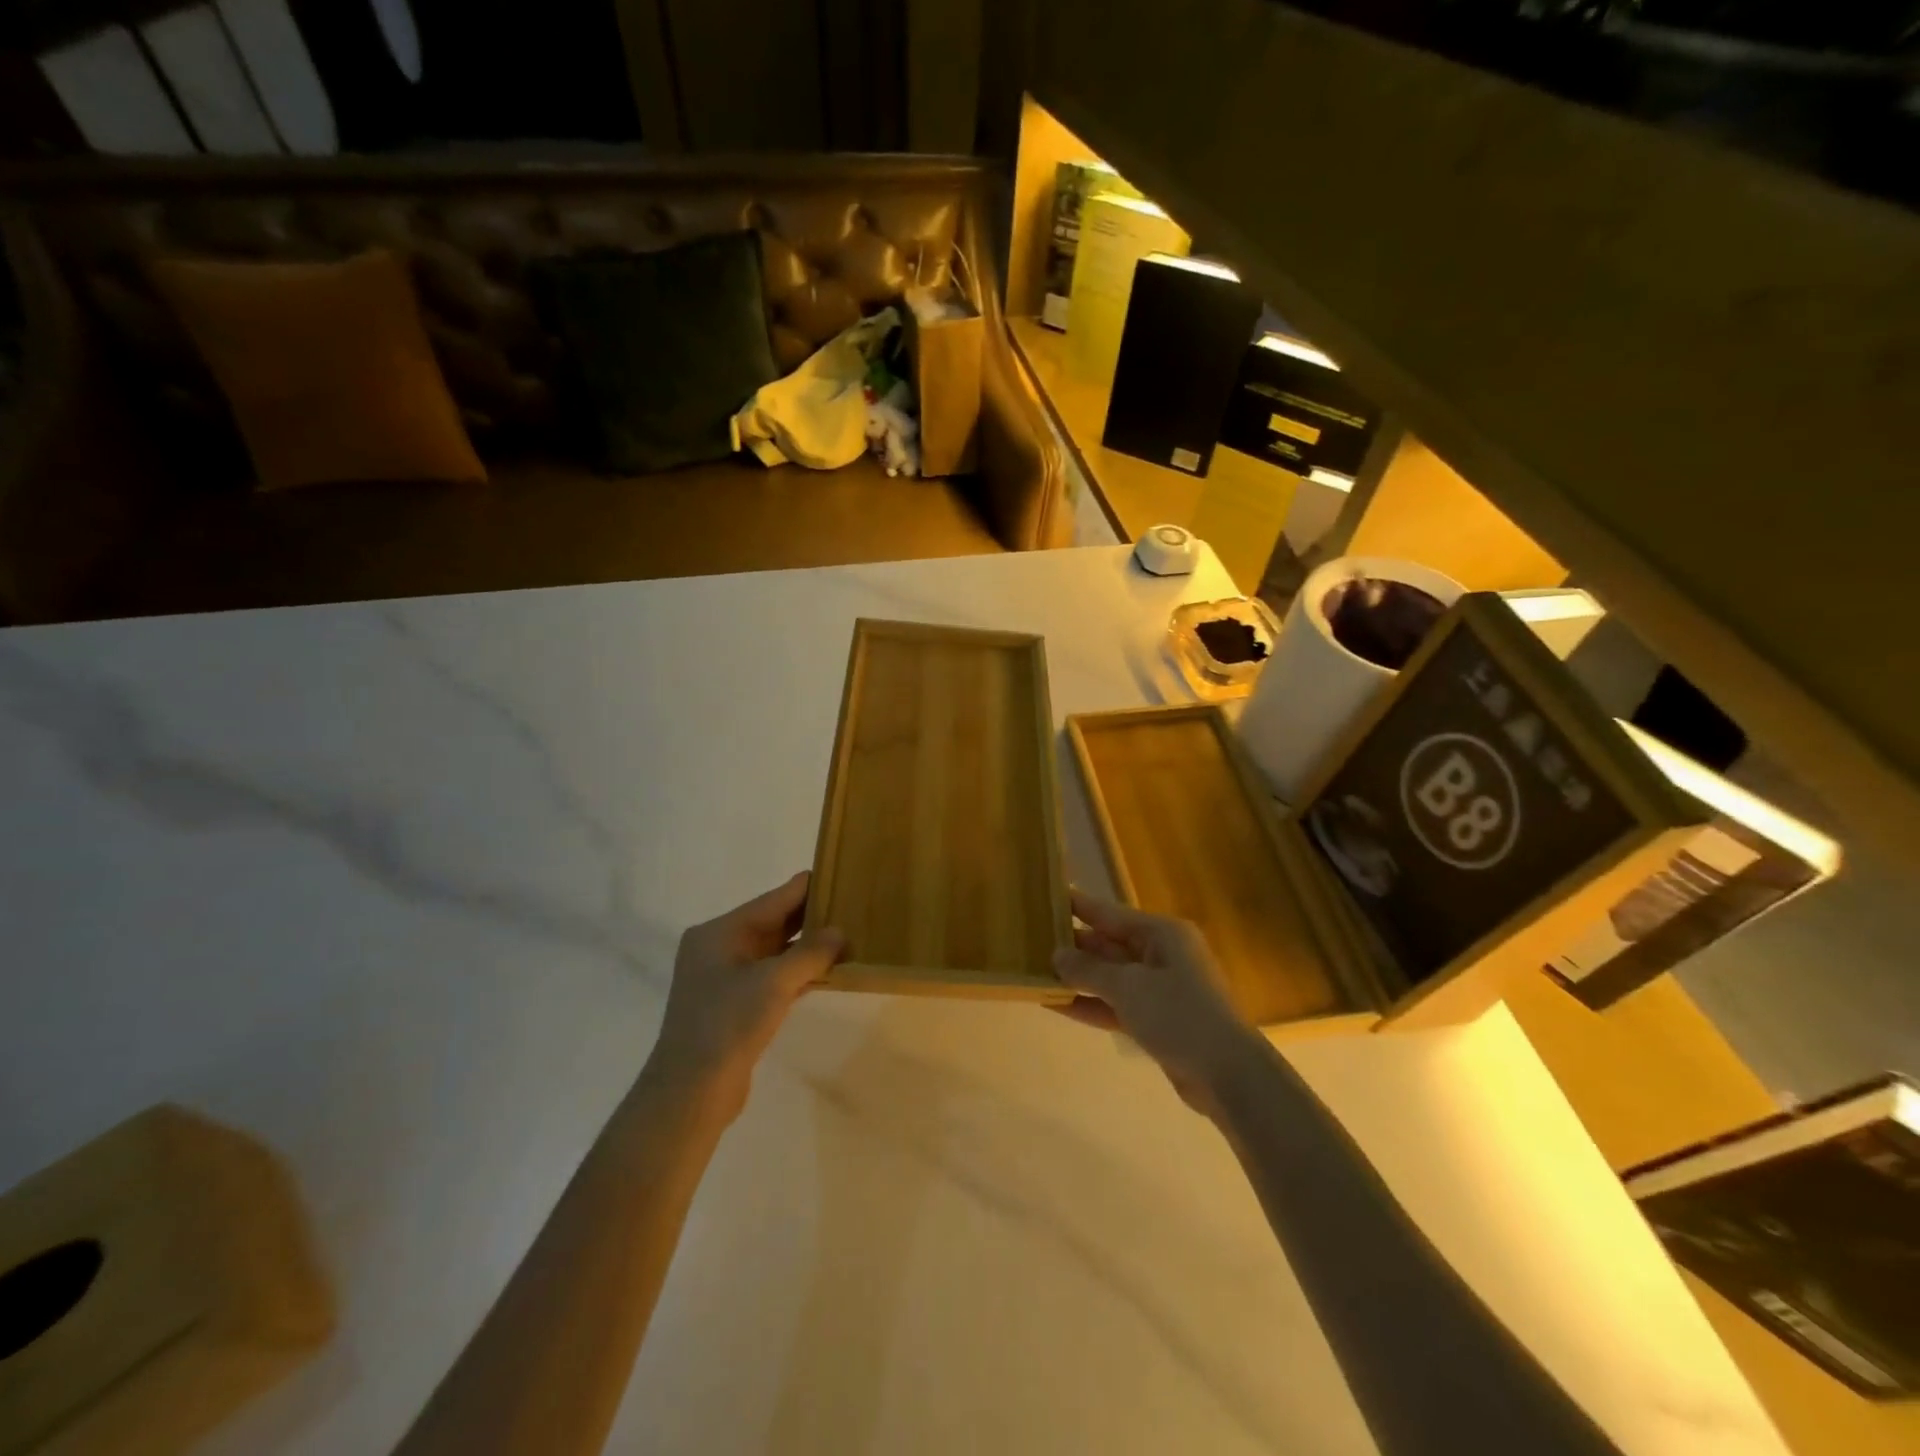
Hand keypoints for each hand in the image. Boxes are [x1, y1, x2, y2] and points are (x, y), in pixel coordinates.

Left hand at [643, 872, 845, 1117]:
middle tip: (854, 906)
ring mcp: (727, 978)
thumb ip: (811, 953)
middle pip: (774, 923)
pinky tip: (830, 971)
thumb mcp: (774, 982)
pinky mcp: (736, 1005)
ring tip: (850, 936)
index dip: (807, 888)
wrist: (691, 1093)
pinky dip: (800, 973)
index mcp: (720, 932)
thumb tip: (840, 933)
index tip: (841, 874)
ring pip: (776, 952)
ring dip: (809, 947)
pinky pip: (774, 977)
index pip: (773, 900)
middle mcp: (720, 948)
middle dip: (812, 917)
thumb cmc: (727, 1024)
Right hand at [1053, 889, 1266, 1117]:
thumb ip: (1088, 970)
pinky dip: (1091, 1004)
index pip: (1110, 913)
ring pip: (1110, 977)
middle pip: (1109, 944)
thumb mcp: (1128, 986)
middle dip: (1073, 946)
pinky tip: (1056, 1006)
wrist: (1227, 1074)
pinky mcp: (1157, 1021)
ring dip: (1078, 978)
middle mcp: (1162, 955)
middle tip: (1031, 941)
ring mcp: (1160, 990)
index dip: (1078, 906)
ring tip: (1036, 972)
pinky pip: (1116, 1005)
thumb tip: (1056, 954)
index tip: (1047, 897)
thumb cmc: (1179, 1014)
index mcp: (1162, 933)